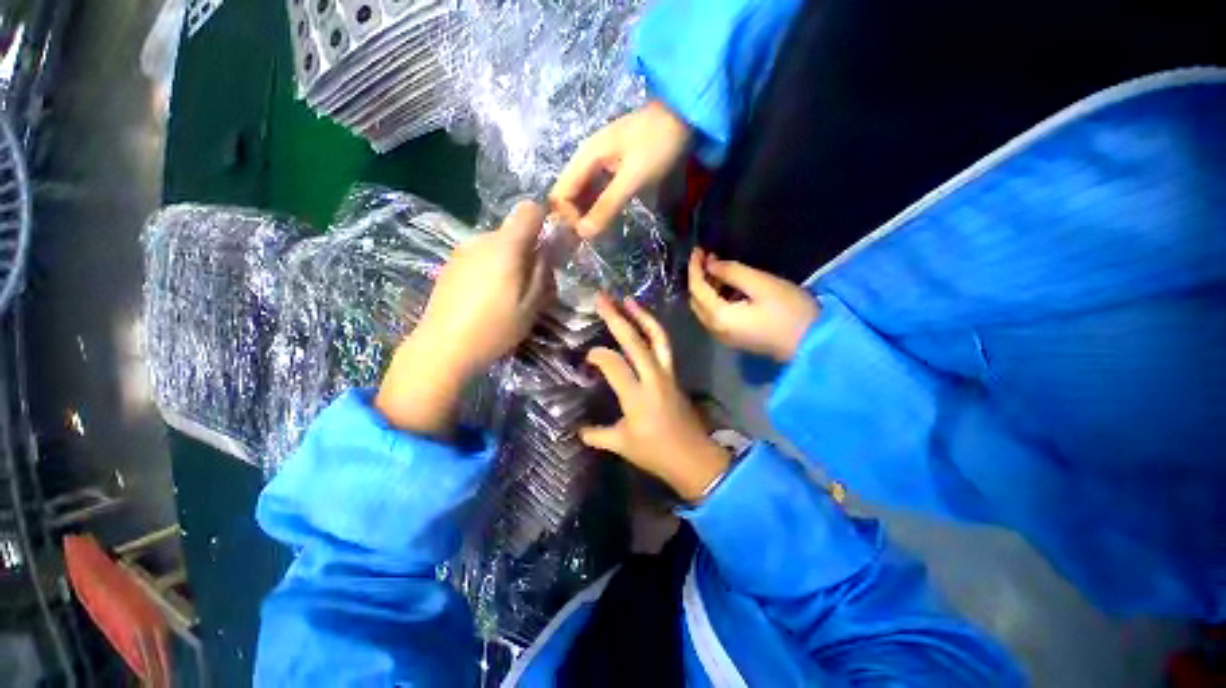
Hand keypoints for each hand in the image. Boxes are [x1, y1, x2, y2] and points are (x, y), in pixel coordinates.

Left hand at [375, 202, 550, 436]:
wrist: (443, 347)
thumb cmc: (495, 327)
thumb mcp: (532, 304)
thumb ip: (543, 271)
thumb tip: (549, 247)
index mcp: (506, 246)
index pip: (529, 210)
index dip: (545, 219)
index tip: (552, 242)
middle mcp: (482, 239)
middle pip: (514, 232)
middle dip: (528, 250)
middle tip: (533, 284)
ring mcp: (462, 251)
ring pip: (497, 246)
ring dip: (509, 261)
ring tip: (508, 295)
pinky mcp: (450, 265)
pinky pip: (480, 256)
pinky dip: (491, 268)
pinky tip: (486, 297)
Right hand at [550, 101, 690, 237]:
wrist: (685, 116)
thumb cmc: (657, 145)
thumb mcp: (632, 178)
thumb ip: (607, 205)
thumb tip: (583, 233)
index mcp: (584, 157)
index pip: (560, 194)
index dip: (567, 217)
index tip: (586, 236)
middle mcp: (587, 160)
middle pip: (569, 195)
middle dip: (576, 219)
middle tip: (590, 241)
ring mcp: (600, 163)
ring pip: (583, 195)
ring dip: (587, 215)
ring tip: (599, 236)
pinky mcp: (614, 168)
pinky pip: (598, 192)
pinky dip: (600, 208)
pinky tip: (609, 221)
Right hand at [580, 295, 729, 502]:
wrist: (694, 458)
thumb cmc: (656, 453)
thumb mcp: (622, 445)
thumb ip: (597, 434)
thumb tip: (578, 430)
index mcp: (637, 397)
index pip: (613, 364)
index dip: (598, 355)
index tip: (587, 358)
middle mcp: (653, 378)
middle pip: (635, 342)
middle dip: (616, 318)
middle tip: (602, 299)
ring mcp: (667, 374)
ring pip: (657, 338)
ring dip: (642, 316)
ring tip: (628, 300)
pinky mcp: (674, 374)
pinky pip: (664, 346)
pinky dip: (653, 330)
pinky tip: (644, 324)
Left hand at [688, 248, 819, 362]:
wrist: (813, 344)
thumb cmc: (789, 311)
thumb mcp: (761, 284)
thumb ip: (732, 272)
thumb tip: (710, 264)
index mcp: (718, 316)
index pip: (696, 289)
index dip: (694, 268)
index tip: (698, 249)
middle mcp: (715, 329)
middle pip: (696, 301)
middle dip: (698, 279)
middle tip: (707, 258)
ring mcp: (724, 337)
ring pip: (704, 310)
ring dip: (707, 289)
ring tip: (718, 269)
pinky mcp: (734, 339)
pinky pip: (715, 317)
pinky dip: (715, 300)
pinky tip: (728, 288)